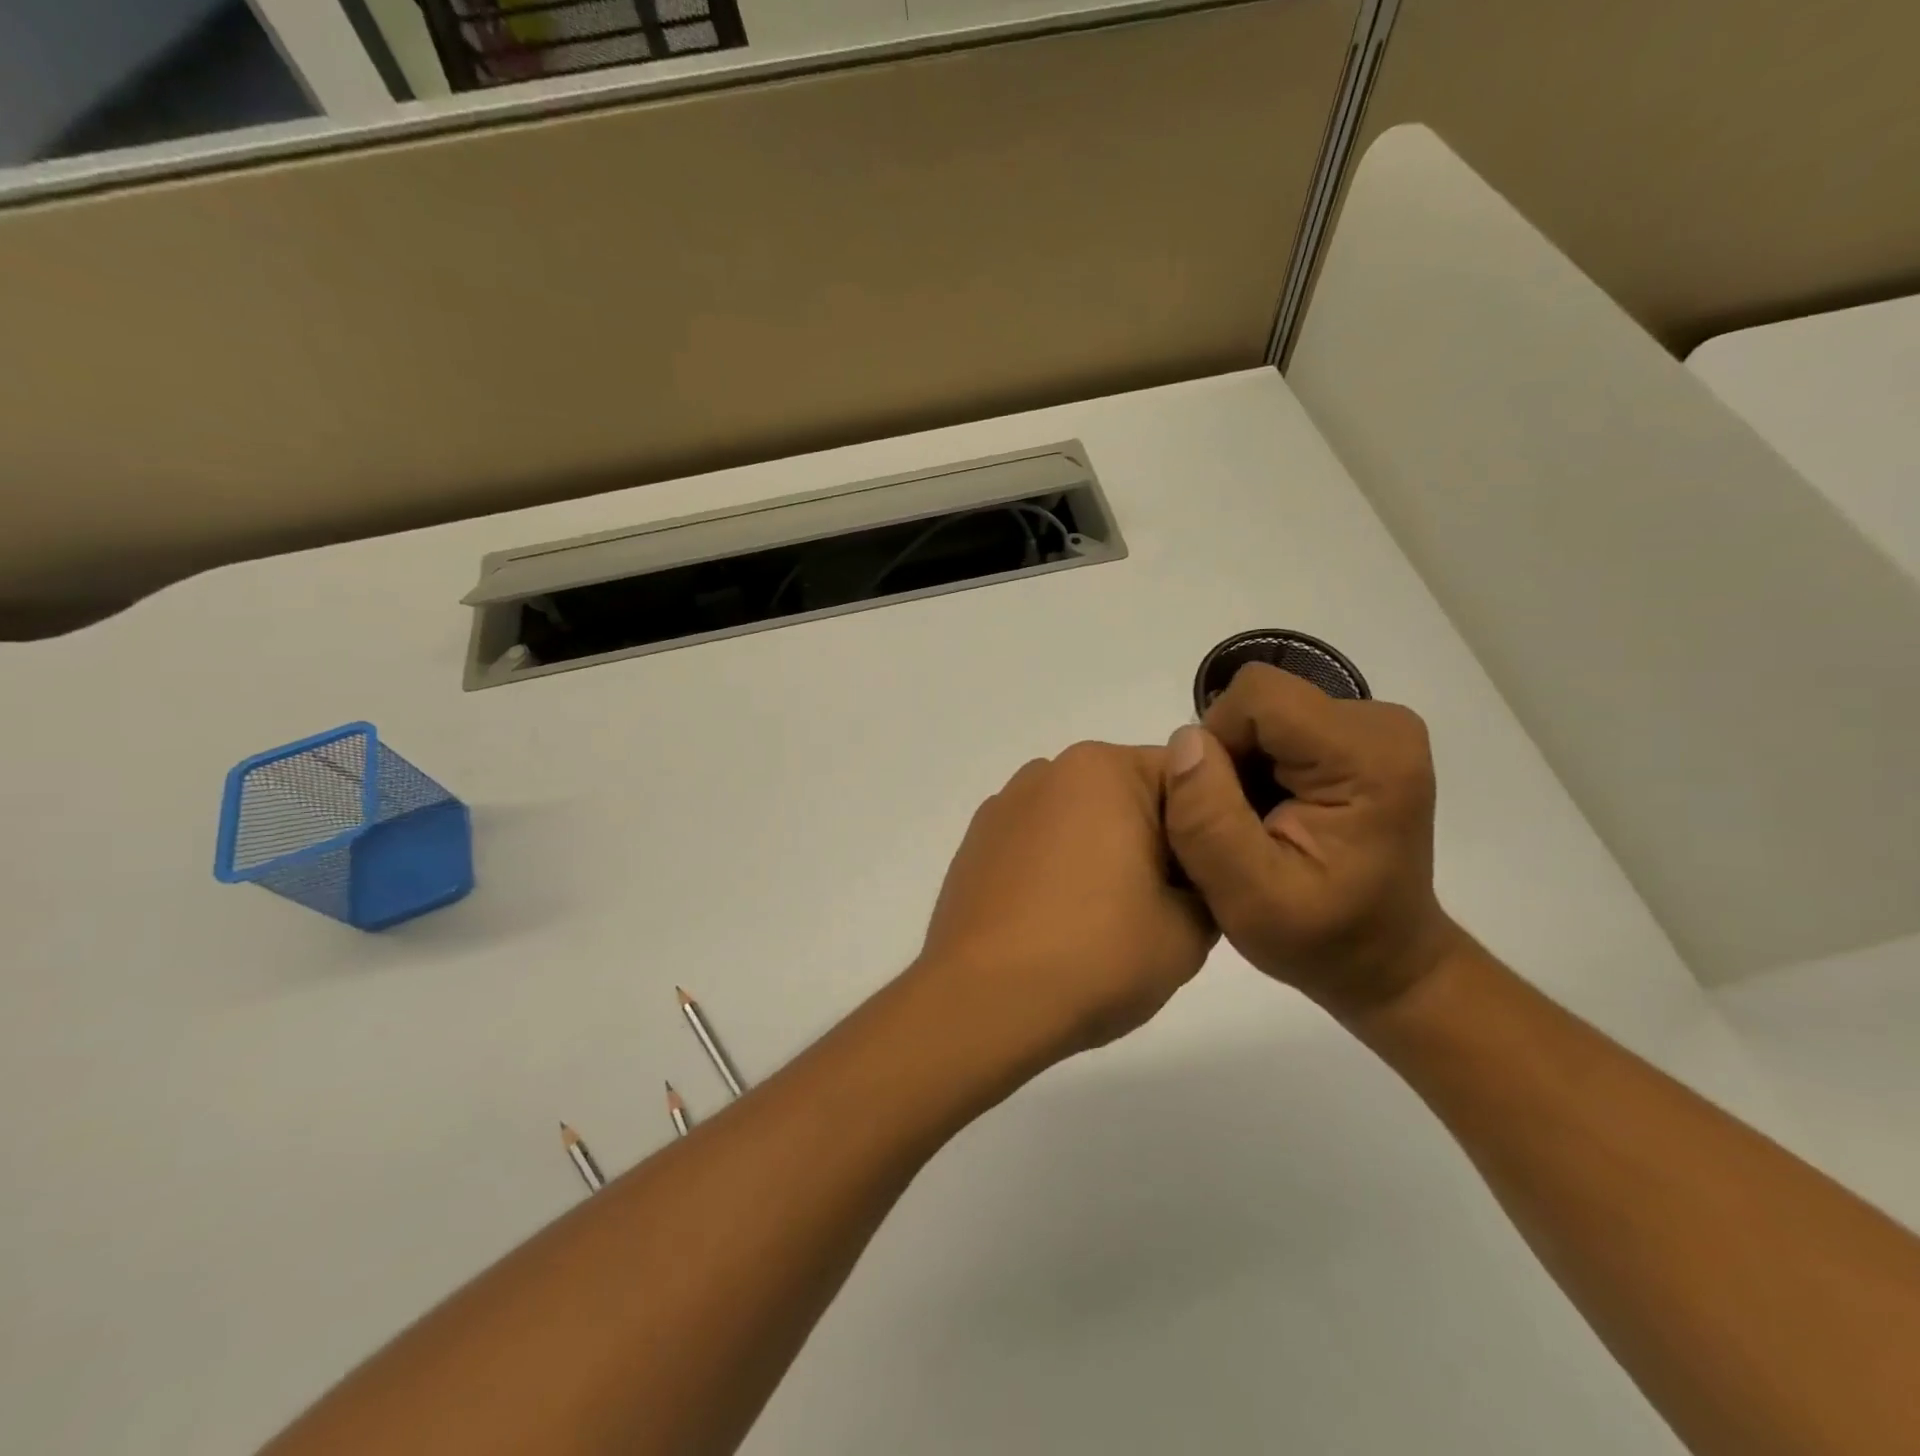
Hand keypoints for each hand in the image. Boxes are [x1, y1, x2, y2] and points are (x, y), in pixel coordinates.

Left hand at [917, 742, 1216, 1063]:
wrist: (984, 1003)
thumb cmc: (1096, 955)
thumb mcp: (1190, 930)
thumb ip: (1209, 883)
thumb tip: (1188, 878)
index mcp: (1104, 770)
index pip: (1188, 780)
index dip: (1211, 830)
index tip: (1210, 883)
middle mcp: (1048, 770)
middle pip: (1129, 796)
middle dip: (1154, 840)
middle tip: (1164, 909)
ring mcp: (1004, 806)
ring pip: (1081, 820)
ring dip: (1102, 853)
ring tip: (1102, 922)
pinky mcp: (975, 843)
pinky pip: (1037, 843)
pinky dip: (1056, 869)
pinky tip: (1054, 922)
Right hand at [1162, 664, 1464, 1017]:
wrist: (1384, 960)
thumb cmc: (1322, 940)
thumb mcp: (1248, 899)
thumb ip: (1209, 821)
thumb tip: (1184, 739)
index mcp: (1367, 755)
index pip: (1257, 698)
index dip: (1219, 745)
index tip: (1225, 810)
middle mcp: (1379, 722)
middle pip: (1258, 701)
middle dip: (1228, 757)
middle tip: (1238, 826)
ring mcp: (1373, 726)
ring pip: (1261, 711)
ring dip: (1239, 764)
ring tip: (1254, 824)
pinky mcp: (1359, 736)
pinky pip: (1276, 724)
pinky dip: (1257, 765)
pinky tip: (1270, 813)